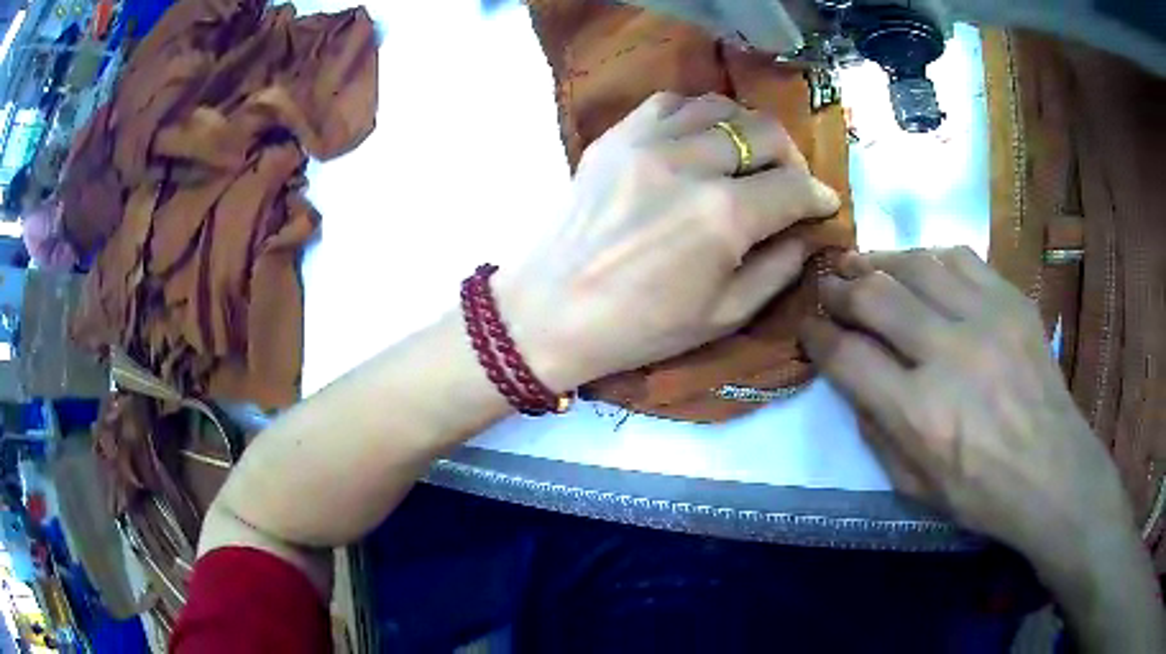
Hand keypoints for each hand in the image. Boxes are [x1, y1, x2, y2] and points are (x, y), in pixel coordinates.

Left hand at [497, 93, 840, 390]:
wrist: (549, 313)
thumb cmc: (639, 328)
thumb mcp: (723, 316)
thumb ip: (778, 270)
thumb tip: (805, 232)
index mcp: (723, 217)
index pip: (793, 186)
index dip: (819, 195)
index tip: (823, 204)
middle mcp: (690, 164)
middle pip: (764, 132)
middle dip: (791, 156)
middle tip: (788, 181)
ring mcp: (647, 142)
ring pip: (720, 107)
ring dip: (746, 129)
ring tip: (746, 157)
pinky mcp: (615, 137)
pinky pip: (670, 103)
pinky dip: (697, 115)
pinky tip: (699, 140)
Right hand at [800, 248, 1164, 650]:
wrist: (1054, 472)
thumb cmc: (982, 494)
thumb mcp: (914, 488)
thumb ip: (876, 434)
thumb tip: (854, 384)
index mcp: (918, 414)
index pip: (847, 356)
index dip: (817, 336)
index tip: (808, 328)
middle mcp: (948, 355)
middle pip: (875, 296)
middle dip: (840, 289)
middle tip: (829, 288)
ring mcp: (986, 319)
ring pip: (916, 264)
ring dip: (880, 262)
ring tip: (865, 266)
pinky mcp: (1012, 302)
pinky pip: (960, 259)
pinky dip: (930, 259)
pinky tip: (922, 269)